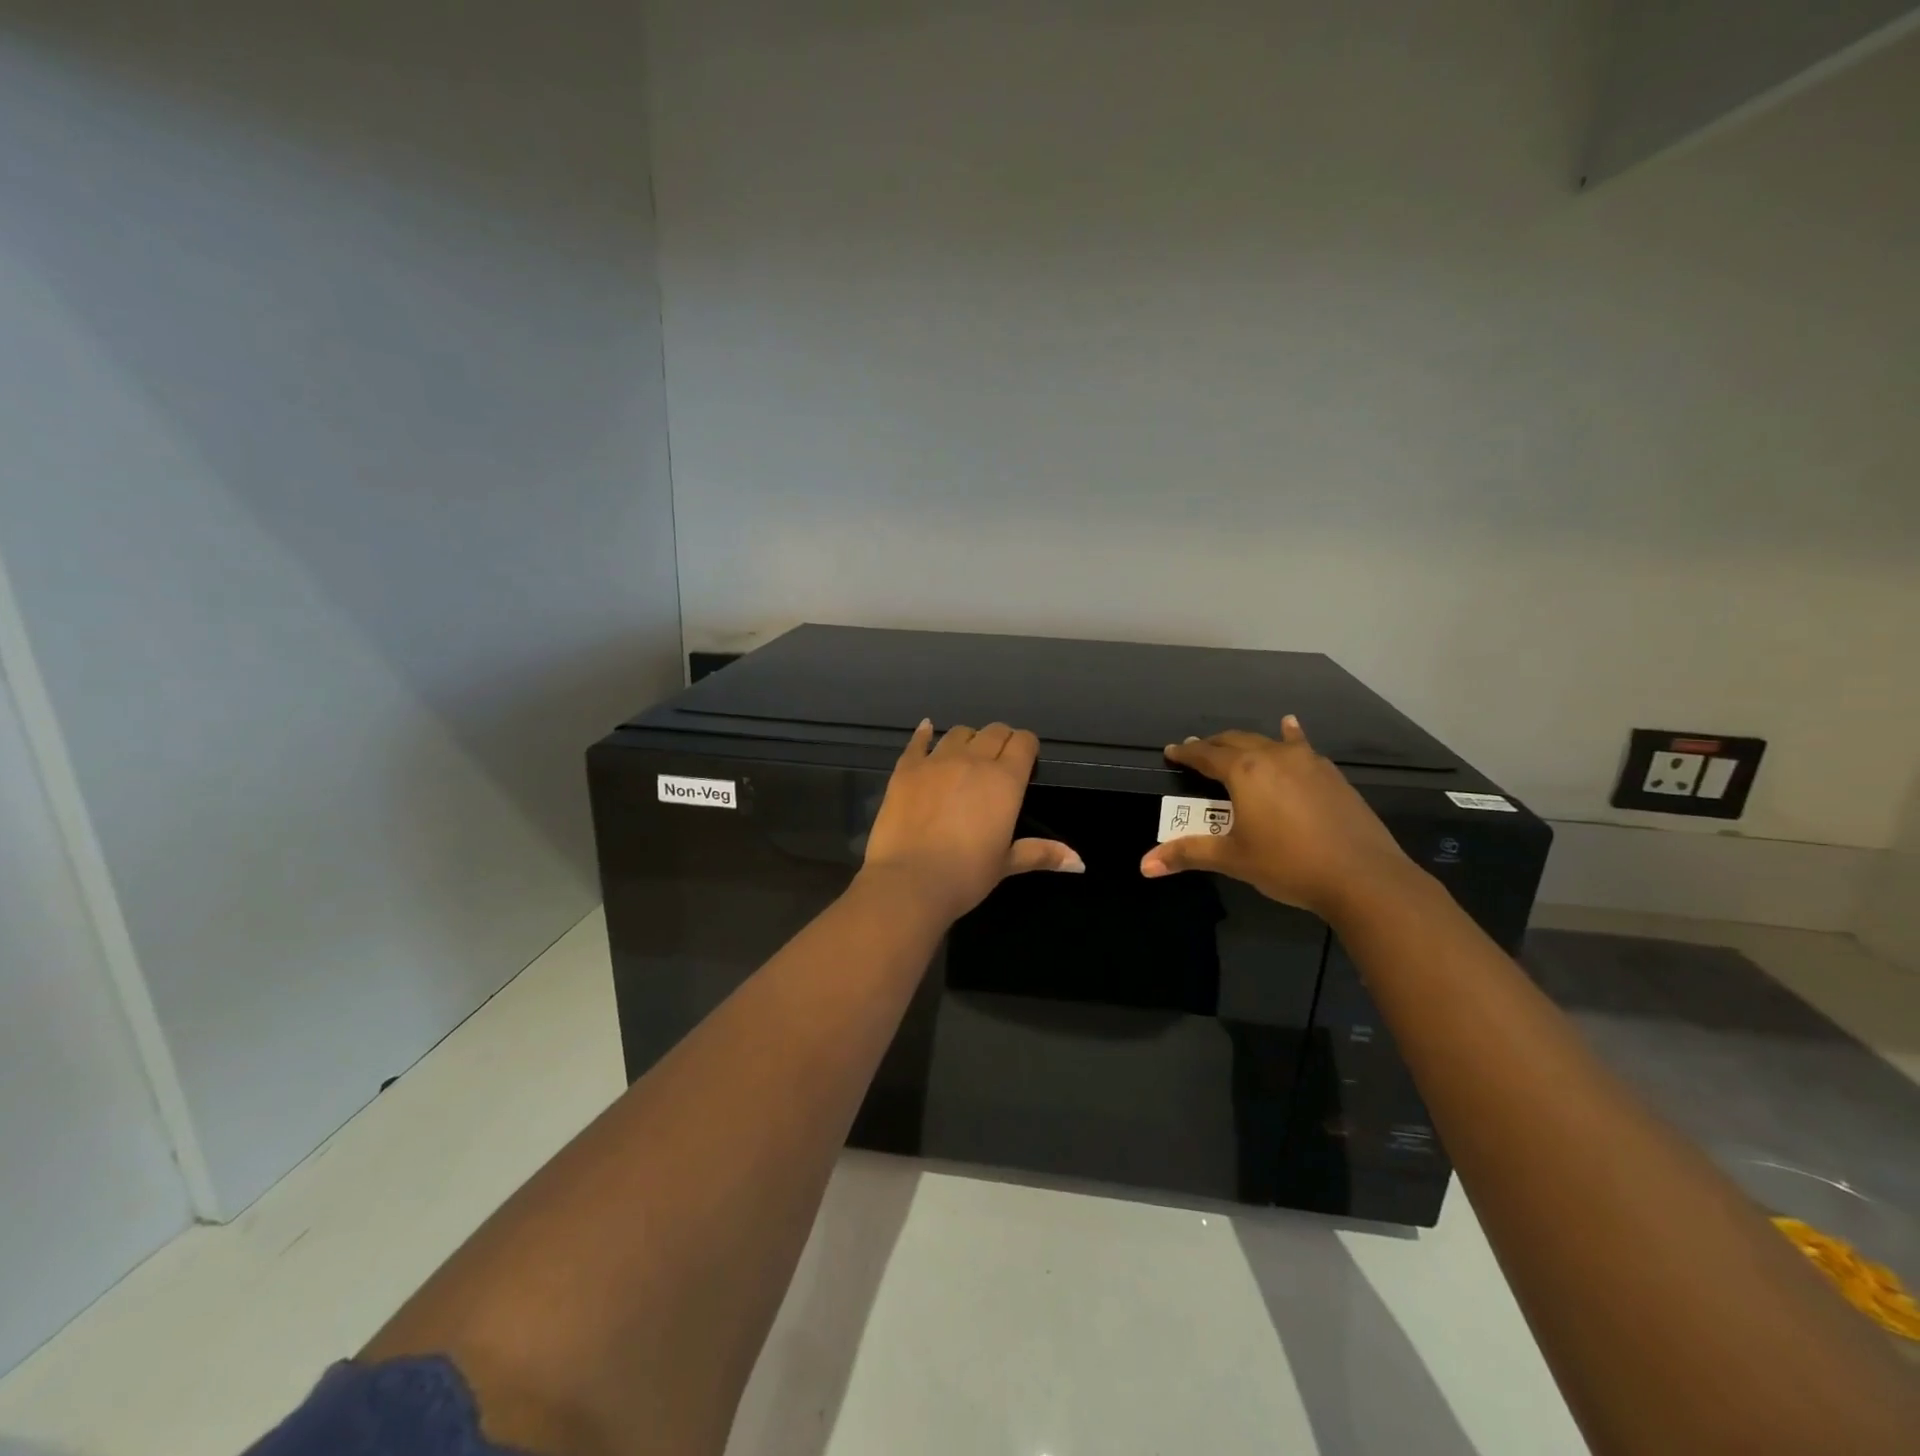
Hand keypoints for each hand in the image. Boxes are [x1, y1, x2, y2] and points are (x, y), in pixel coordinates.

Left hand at [859, 720, 1082, 921]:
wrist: (910, 881)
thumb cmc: (966, 875)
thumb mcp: (1006, 864)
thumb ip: (1042, 853)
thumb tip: (1080, 863)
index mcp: (1005, 780)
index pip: (1023, 742)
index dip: (1027, 746)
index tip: (1026, 759)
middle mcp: (973, 760)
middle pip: (994, 731)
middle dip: (1001, 740)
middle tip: (999, 761)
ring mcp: (936, 761)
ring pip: (959, 732)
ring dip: (968, 739)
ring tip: (966, 755)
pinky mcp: (906, 769)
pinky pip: (918, 741)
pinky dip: (924, 733)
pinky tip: (926, 729)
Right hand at [1138, 716, 1416, 922]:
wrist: (1363, 876)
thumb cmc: (1288, 864)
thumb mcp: (1233, 859)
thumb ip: (1188, 854)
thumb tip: (1145, 865)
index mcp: (1244, 772)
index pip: (1206, 755)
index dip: (1186, 753)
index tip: (1171, 751)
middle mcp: (1273, 757)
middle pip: (1235, 741)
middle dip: (1213, 746)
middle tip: (1197, 751)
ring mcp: (1307, 762)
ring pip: (1268, 741)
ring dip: (1247, 742)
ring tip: (1234, 743)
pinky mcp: (1331, 775)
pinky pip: (1301, 746)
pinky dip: (1289, 736)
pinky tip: (1290, 728)